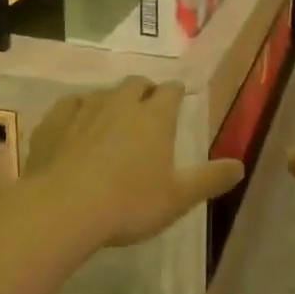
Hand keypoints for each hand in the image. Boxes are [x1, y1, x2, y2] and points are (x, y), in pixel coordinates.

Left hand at [25, 78, 243, 249]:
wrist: (63, 209)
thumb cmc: (128, 204)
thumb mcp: (178, 198)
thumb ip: (210, 179)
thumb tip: (240, 165)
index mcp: (155, 117)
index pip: (171, 91)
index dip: (176, 93)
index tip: (178, 97)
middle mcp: (122, 103)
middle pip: (136, 83)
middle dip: (144, 90)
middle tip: (147, 106)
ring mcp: (85, 109)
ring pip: (103, 92)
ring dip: (111, 100)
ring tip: (112, 118)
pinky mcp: (54, 122)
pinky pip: (69, 104)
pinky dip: (77, 109)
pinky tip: (76, 122)